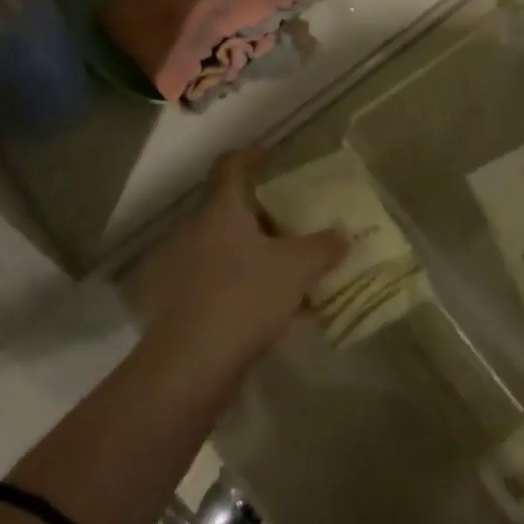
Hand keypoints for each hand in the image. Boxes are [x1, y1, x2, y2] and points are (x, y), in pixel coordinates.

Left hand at [137, 150, 346, 381]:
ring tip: (290, 272)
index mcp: (220, 211)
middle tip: (294, 224)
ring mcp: (183, 268)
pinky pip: (219, 281)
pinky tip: (272, 311)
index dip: (251, 155)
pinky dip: (244, 285)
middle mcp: (195, 231)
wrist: (188, 367)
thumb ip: (323, 247)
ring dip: (255, 254)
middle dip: (263, 215)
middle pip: (230, 210)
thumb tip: (343, 232)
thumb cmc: (243, 299)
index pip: (230, 166)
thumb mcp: (296, 270)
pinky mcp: (179, 303)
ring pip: (225, 248)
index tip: (272, 156)